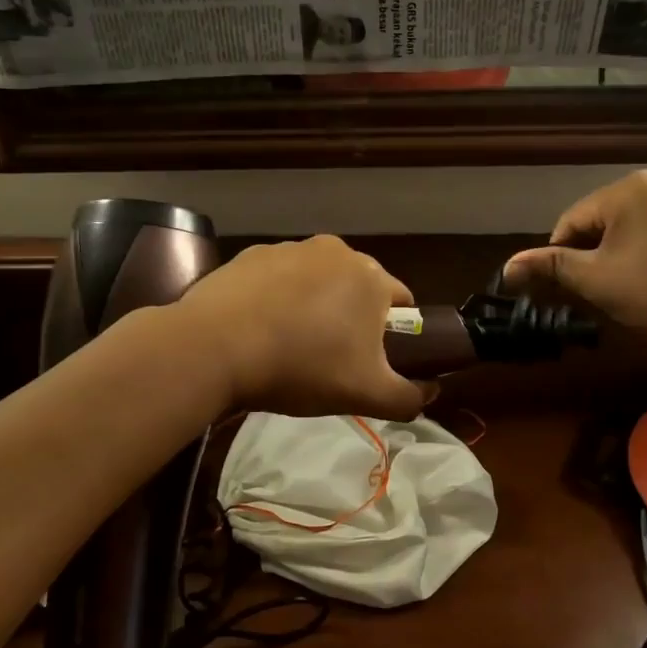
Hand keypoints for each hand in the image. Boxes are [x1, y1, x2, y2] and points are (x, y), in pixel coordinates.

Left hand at [177, 236, 429, 420]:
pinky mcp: (250, 255)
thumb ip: (409, 399)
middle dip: (351, 320)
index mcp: (371, 277)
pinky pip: (278, 280)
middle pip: (357, 289)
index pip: (402, 302)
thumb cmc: (303, 367)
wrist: (216, 347)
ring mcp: (290, 248)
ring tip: (289, 347)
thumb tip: (429, 394)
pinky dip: (276, 299)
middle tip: (331, 360)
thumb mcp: (366, 395)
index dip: (396, 334)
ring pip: (317, 282)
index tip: (373, 362)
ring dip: (314, 307)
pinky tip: (258, 331)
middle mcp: (336, 251)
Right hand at [501, 171, 646, 345]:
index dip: (560, 257)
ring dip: (621, 258)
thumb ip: (551, 268)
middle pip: (603, 222)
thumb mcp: (598, 280)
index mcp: (629, 188)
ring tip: (629, 292)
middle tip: (599, 295)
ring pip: (633, 229)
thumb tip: (507, 266)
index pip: (572, 221)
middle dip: (593, 257)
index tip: (565, 290)